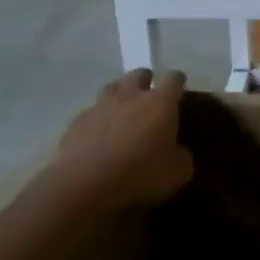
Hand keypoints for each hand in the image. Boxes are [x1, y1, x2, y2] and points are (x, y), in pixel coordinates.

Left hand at [51, 69, 193, 210]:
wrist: (85, 185)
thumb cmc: (140, 175)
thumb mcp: (178, 173)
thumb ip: (182, 155)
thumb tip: (179, 151)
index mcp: (160, 103)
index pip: (173, 79)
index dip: (178, 82)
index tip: (180, 90)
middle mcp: (130, 96)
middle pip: (140, 74)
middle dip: (147, 82)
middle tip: (150, 100)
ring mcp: (100, 105)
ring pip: (113, 87)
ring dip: (121, 94)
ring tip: (124, 112)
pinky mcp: (77, 120)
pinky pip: (93, 111)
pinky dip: (100, 118)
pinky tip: (100, 134)